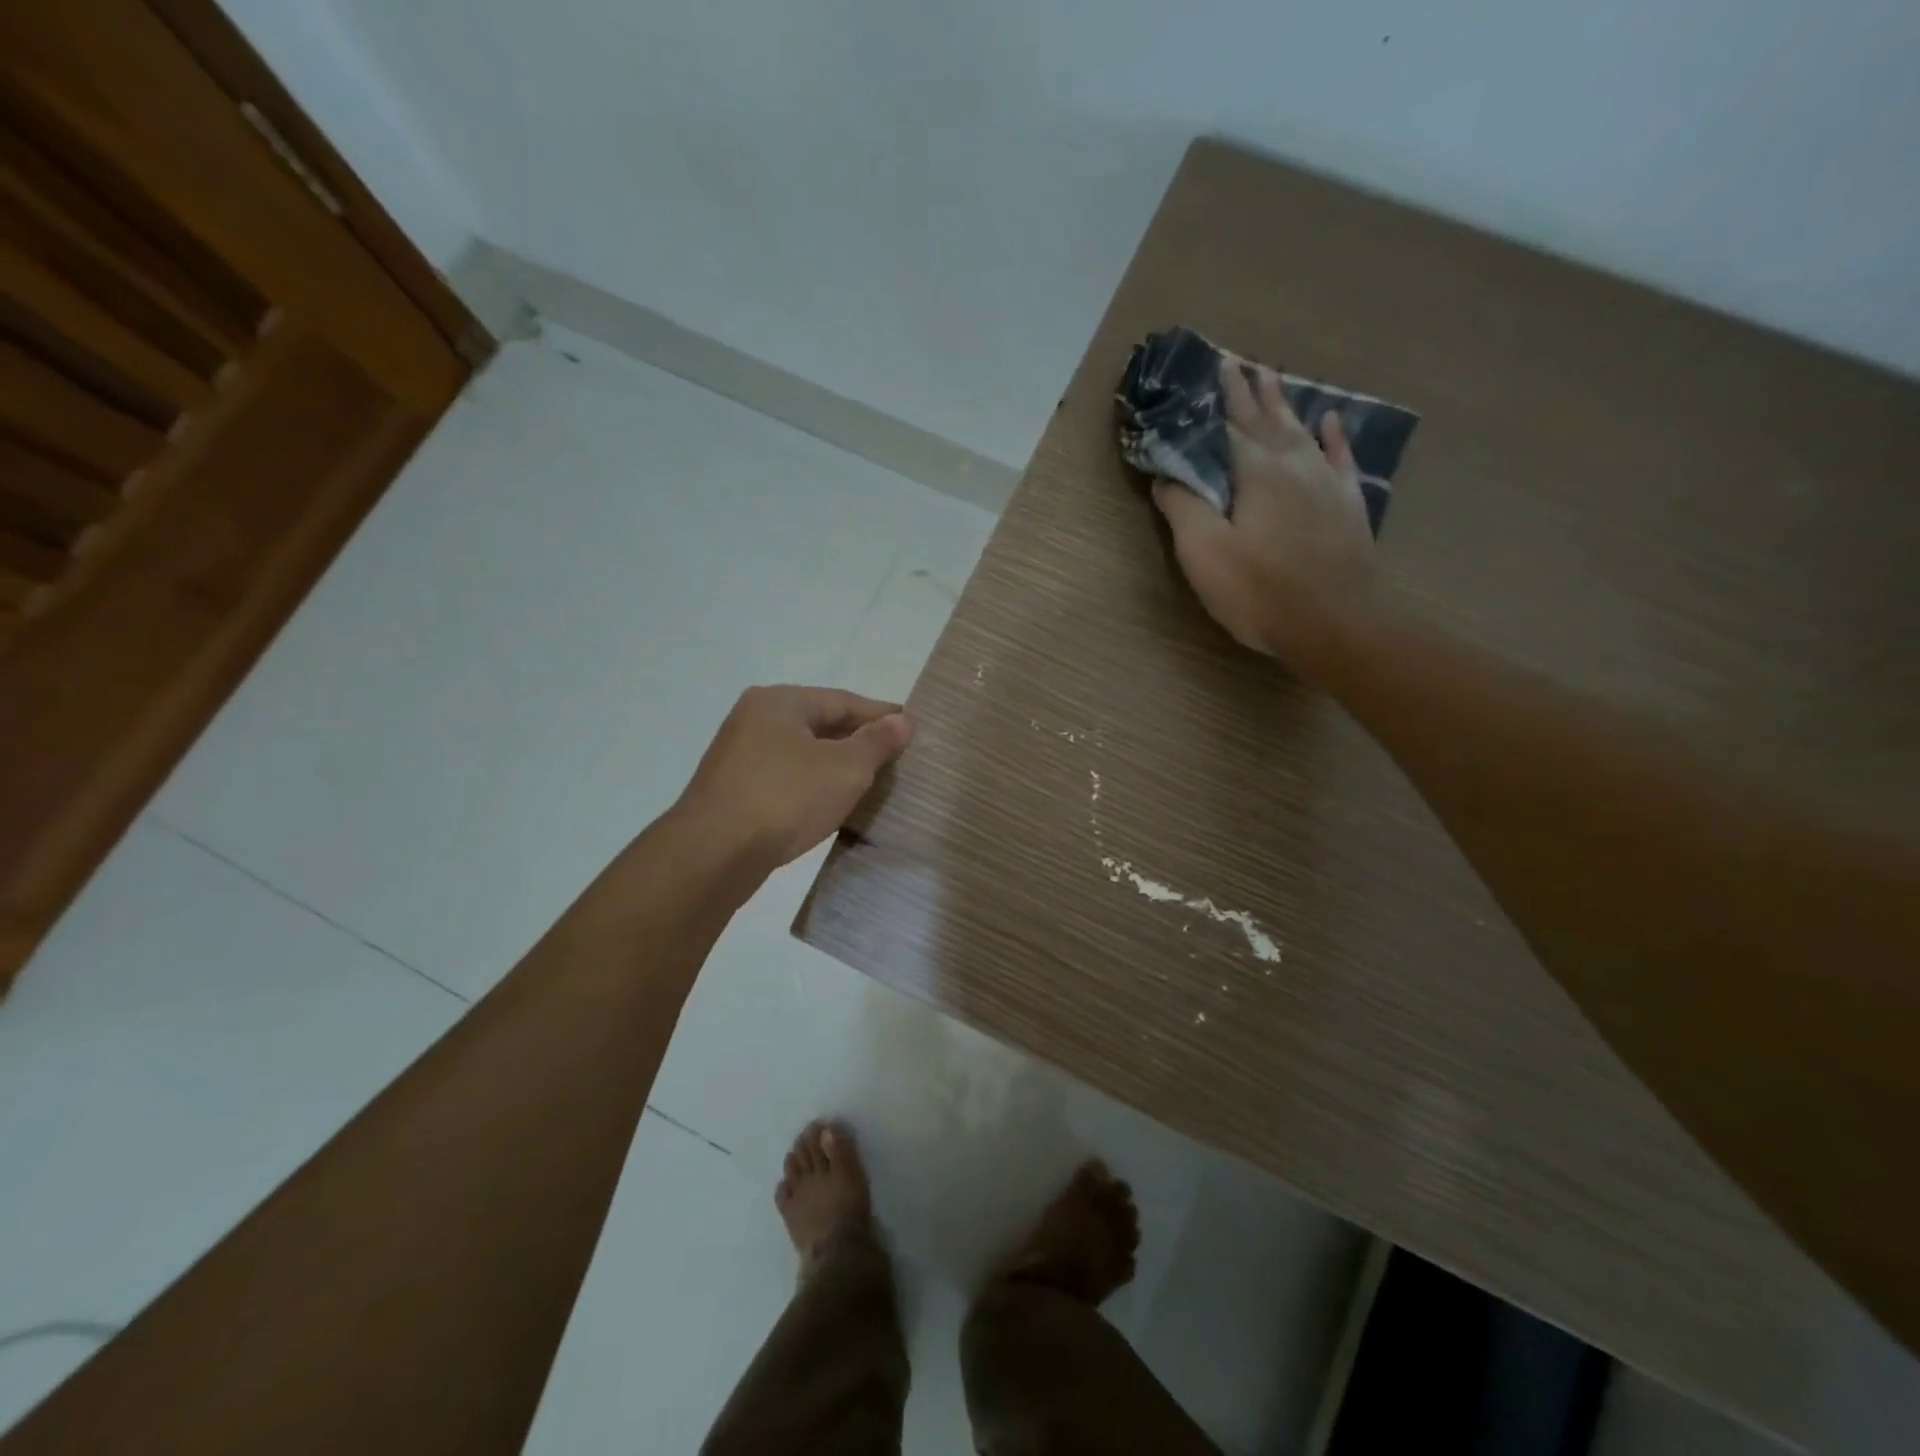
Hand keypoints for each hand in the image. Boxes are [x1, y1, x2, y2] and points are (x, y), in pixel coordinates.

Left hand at [675, 685, 912, 869]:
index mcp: (779, 702)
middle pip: (820, 724)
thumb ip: (876, 742)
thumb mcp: (845, 769)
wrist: (712, 854)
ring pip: (802, 753)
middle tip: (896, 756)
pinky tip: (831, 803)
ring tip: (871, 781)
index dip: (881, 715)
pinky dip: (813, 784)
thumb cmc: (785, 799)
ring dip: (836, 765)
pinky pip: (786, 778)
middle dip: (858, 740)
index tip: (912, 727)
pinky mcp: (733, 790)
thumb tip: (902, 721)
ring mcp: (739, 756)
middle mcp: (754, 719)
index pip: (843, 700)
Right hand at [1152, 359, 1378, 670]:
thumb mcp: (1204, 554)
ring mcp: (1327, 483)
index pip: (1234, 424)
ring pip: (1303, 431)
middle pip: (1270, 420)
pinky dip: (1333, 436)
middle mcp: (1295, 465)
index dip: (1223, 397)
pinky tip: (1331, 421)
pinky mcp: (1348, 505)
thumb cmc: (1260, 592)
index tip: (1217, 365)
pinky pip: (1340, 457)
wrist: (1336, 624)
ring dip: (1286, 405)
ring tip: (1275, 379)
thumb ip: (1183, 509)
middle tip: (1243, 363)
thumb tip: (1166, 477)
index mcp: (1256, 473)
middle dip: (1253, 392)